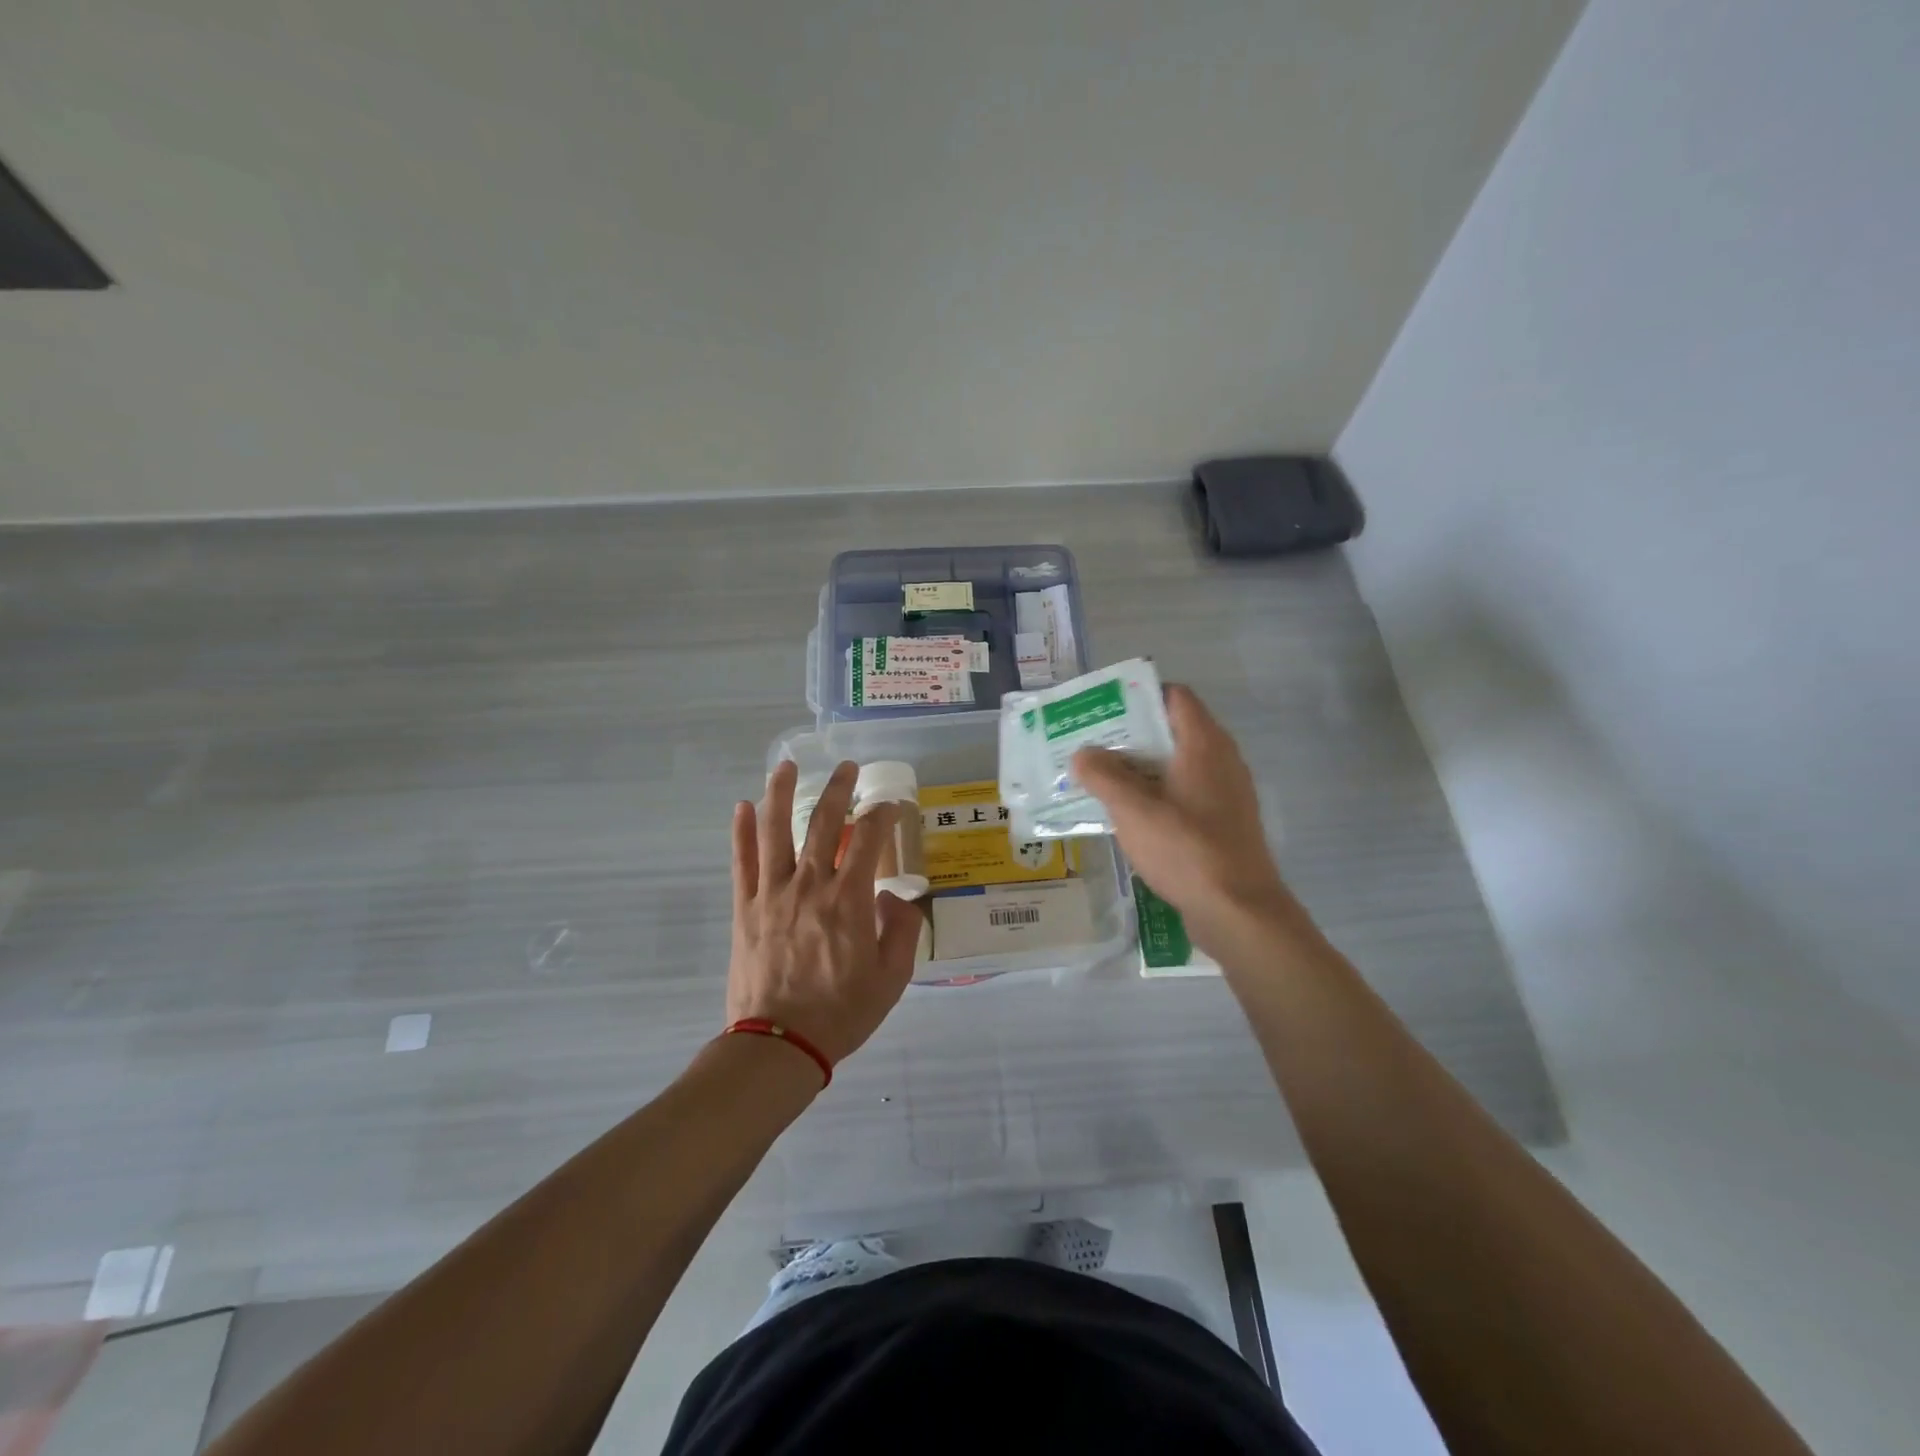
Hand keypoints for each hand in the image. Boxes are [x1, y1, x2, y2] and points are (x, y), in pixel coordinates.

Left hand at [727, 759, 922, 1069]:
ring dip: (781, 794)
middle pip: (823, 823)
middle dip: (838, 789)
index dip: (882, 815)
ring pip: (775, 831)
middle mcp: (810, 885)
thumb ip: (902, 931)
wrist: (779, 1044)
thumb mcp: (892, 978)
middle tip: (848, 767)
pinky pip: (742, 862)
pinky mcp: (745, 909)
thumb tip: (898, 897)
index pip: (868, 839)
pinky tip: (742, 808)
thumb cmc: (841, 1013)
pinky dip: (742, 832)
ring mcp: (772, 893)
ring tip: (786, 766)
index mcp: (849, 899)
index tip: (890, 806)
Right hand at [1071, 685, 1290, 944]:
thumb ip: (1103, 776)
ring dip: (1141, 768)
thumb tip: (1082, 754)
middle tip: (1091, 745)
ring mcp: (1226, 793)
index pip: (1175, 696)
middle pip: (1173, 730)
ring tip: (1101, 779)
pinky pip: (1185, 794)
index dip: (1139, 695)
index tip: (1104, 709)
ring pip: (1177, 765)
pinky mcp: (1224, 823)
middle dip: (1131, 735)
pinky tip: (1129, 816)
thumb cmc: (1186, 849)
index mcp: (1204, 744)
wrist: (1239, 910)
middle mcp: (1221, 759)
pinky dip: (1157, 795)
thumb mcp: (1133, 809)